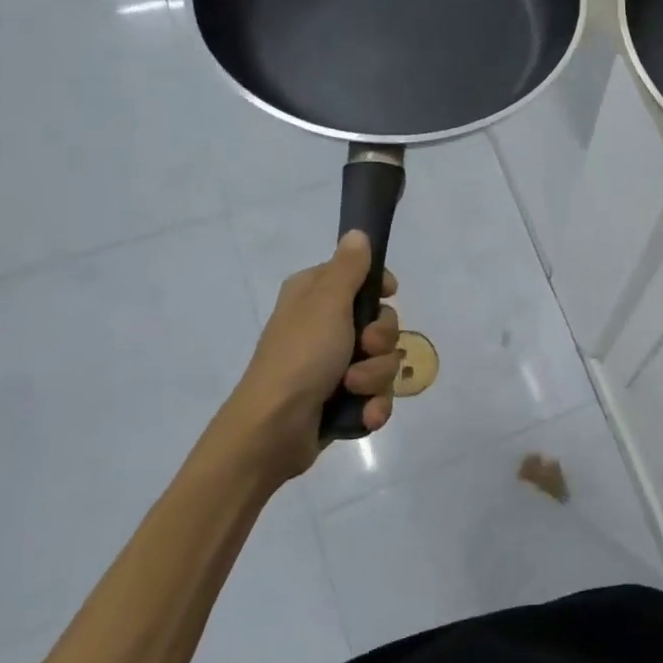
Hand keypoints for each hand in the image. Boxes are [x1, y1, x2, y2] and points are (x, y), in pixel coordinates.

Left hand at [222, 231, 402, 482]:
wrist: (273, 430)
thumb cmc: (300, 356)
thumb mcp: (326, 303)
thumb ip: (348, 268)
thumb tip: (357, 233)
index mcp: (315, 297)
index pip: (360, 278)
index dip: (379, 288)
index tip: (389, 294)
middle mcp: (324, 327)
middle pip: (381, 323)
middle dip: (381, 341)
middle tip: (363, 348)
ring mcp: (333, 366)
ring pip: (383, 362)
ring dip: (376, 377)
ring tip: (353, 388)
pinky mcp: (342, 400)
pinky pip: (377, 395)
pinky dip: (373, 405)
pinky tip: (364, 414)